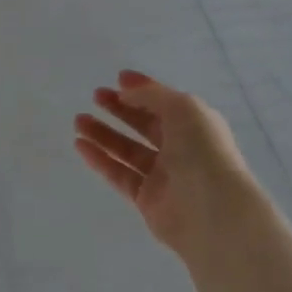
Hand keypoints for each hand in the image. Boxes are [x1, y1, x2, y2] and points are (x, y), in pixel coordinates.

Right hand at [73, 70, 256, 256]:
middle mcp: (180, 148)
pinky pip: (119, 174)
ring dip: (103, 134)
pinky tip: (80, 145)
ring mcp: (163, 175)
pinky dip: (100, 159)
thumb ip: (151, 95)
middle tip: (95, 97)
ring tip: (78, 121)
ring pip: (127, 149)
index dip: (143, 89)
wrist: (213, 213)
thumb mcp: (182, 108)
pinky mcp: (146, 199)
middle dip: (120, 109)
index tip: (117, 79)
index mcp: (194, 124)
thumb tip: (125, 92)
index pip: (164, 102)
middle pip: (144, 124)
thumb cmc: (203, 152)